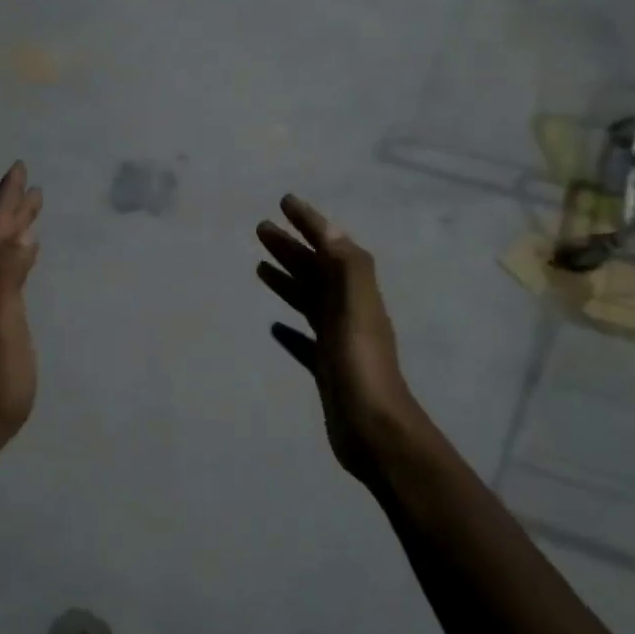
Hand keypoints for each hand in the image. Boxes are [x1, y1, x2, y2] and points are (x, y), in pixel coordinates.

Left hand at [0, 161, 41, 452]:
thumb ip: (6, 279)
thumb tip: (22, 237)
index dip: (8, 198)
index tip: (20, 168)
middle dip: (15, 210)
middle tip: (32, 186)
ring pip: (1, 255)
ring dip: (16, 232)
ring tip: (32, 216)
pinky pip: (6, 275)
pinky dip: (17, 259)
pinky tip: (24, 261)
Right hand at [257, 195, 422, 484]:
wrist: (374, 432)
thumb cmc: (362, 369)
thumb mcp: (357, 312)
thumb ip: (347, 269)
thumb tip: (330, 228)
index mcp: (355, 294)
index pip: (331, 248)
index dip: (310, 223)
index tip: (285, 201)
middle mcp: (347, 312)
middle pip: (315, 271)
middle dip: (290, 247)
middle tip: (261, 228)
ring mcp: (337, 341)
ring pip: (308, 300)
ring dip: (287, 279)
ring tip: (260, 266)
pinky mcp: (326, 368)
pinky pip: (305, 340)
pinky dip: (290, 329)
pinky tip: (274, 326)